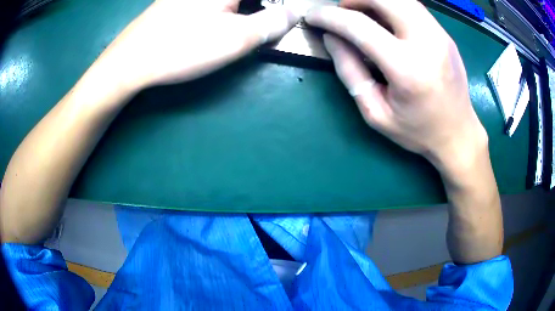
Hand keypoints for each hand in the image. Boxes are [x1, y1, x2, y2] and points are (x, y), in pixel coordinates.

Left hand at [97, 0, 299, 91]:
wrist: (130, 62)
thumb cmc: (182, 48)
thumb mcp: (235, 39)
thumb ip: (271, 22)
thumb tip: (294, 13)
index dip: (279, 5)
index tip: (286, 15)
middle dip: (266, 6)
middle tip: (273, 19)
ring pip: (231, 2)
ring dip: (249, 8)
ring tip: (255, 18)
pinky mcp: (179, 1)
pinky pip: (216, 4)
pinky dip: (229, 9)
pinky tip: (225, 20)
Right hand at [305, 0, 487, 176]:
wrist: (458, 134)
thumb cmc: (418, 131)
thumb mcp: (376, 113)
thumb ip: (350, 72)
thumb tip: (331, 38)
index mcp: (407, 69)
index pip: (360, 26)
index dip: (330, 17)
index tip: (312, 16)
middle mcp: (427, 42)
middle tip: (342, 11)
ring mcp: (440, 35)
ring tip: (361, 13)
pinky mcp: (444, 34)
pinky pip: (413, 6)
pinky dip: (392, 5)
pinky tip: (385, 20)